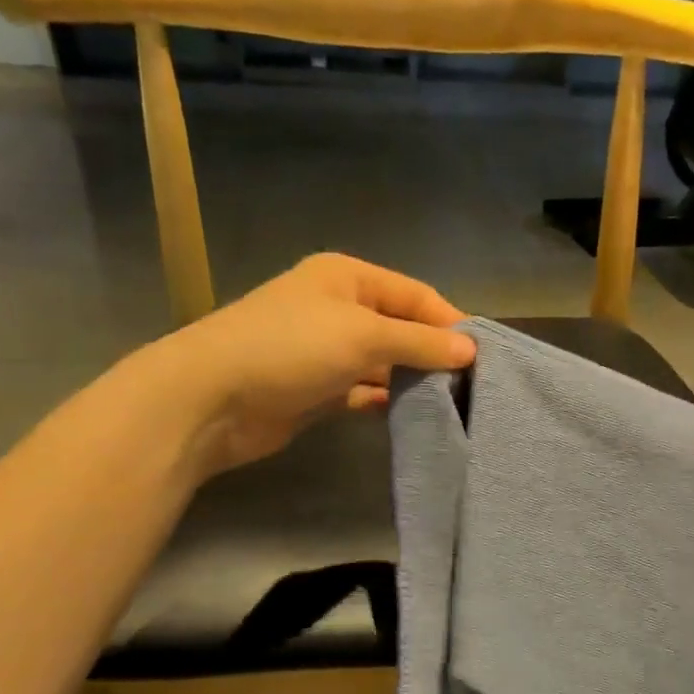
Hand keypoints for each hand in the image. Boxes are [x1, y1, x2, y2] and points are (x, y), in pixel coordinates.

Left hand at [146, 253, 475, 477]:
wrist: (210, 399)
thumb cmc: (290, 348)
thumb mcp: (363, 335)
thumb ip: (420, 341)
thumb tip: (471, 349)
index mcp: (347, 277)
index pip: (415, 295)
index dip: (450, 322)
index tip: (483, 356)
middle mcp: (338, 308)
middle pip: (401, 327)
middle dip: (433, 352)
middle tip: (471, 384)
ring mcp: (325, 350)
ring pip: (383, 361)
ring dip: (411, 379)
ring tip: (451, 403)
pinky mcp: (316, 388)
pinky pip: (362, 390)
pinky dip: (384, 400)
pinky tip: (411, 415)